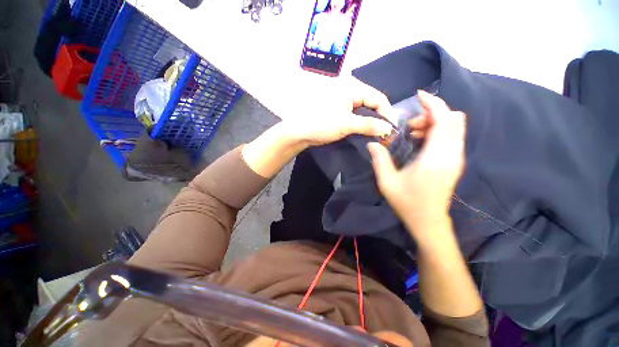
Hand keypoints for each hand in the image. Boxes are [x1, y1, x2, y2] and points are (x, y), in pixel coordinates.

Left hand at [280, 77, 394, 147]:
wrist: (300, 132)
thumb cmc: (321, 124)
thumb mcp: (346, 124)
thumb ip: (368, 125)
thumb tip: (388, 129)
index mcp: (352, 88)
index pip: (378, 98)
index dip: (387, 113)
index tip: (392, 129)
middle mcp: (350, 91)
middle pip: (372, 103)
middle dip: (380, 118)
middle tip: (387, 134)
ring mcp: (344, 102)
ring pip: (365, 111)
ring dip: (372, 123)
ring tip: (379, 135)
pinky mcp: (340, 111)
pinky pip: (356, 116)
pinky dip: (363, 124)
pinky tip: (367, 133)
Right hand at [367, 91, 465, 239]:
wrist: (428, 221)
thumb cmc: (407, 202)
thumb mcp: (387, 182)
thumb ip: (380, 160)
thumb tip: (373, 143)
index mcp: (435, 157)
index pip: (443, 119)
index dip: (433, 103)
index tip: (418, 96)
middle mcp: (452, 154)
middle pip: (453, 119)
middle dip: (432, 113)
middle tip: (410, 125)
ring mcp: (456, 158)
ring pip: (455, 127)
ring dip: (435, 123)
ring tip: (413, 134)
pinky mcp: (455, 162)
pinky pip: (452, 137)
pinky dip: (438, 131)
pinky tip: (421, 142)